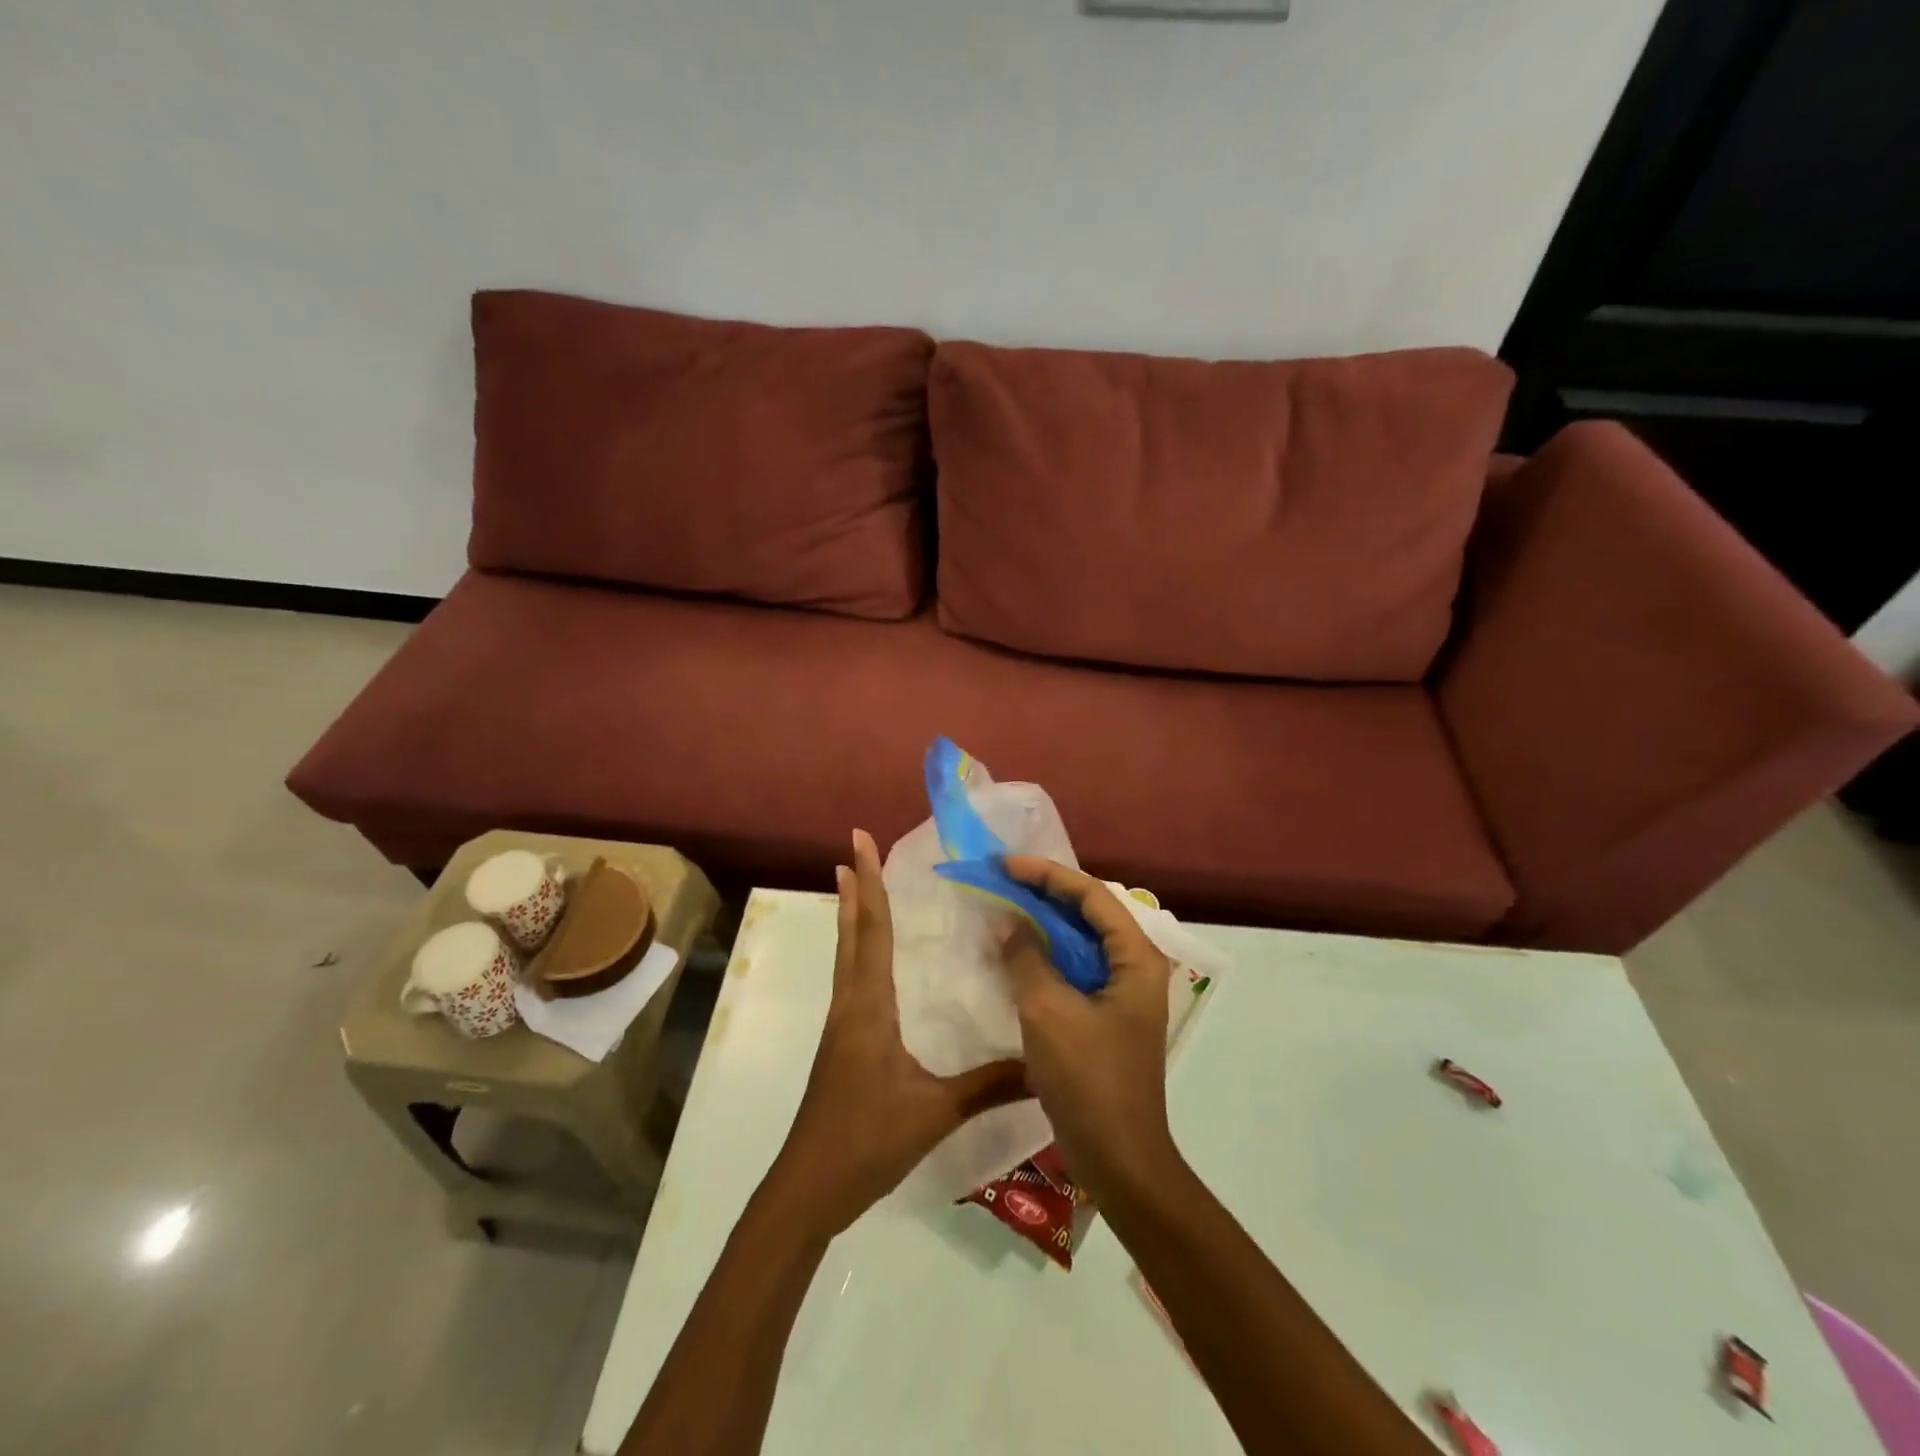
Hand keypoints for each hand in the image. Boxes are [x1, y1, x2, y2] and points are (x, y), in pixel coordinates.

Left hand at [769, 829, 1028, 1236]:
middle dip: (855, 888)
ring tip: (855, 885)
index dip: (869, 884)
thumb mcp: (935, 1112)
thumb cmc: (867, 1141)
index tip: (859, 842)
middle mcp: (851, 1004)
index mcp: (869, 1006)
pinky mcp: (842, 1045)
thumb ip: (991, 1086)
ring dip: (853, 916)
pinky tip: (874, 962)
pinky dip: (859, 951)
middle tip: (854, 848)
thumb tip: (1044, 1064)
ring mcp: (842, 1025)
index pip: (872, 930)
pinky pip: (852, 981)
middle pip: (852, 933)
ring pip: (847, 955)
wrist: (809, 1189)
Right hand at [997, 858, 1179, 1199]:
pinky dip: (1046, 955)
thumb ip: (1027, 958)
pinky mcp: (1106, 1016)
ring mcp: (1123, 993)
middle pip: (1090, 913)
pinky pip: (1075, 969)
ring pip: (1081, 941)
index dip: (1047, 874)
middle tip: (1002, 880)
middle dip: (1045, 893)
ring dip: (1044, 923)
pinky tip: (1016, 954)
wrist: (1119, 1160)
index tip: (1005, 865)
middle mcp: (1136, 967)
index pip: (1092, 896)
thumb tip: (1010, 922)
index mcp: (1136, 958)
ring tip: (1005, 906)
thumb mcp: (1049, 1012)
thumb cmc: (1089, 1081)